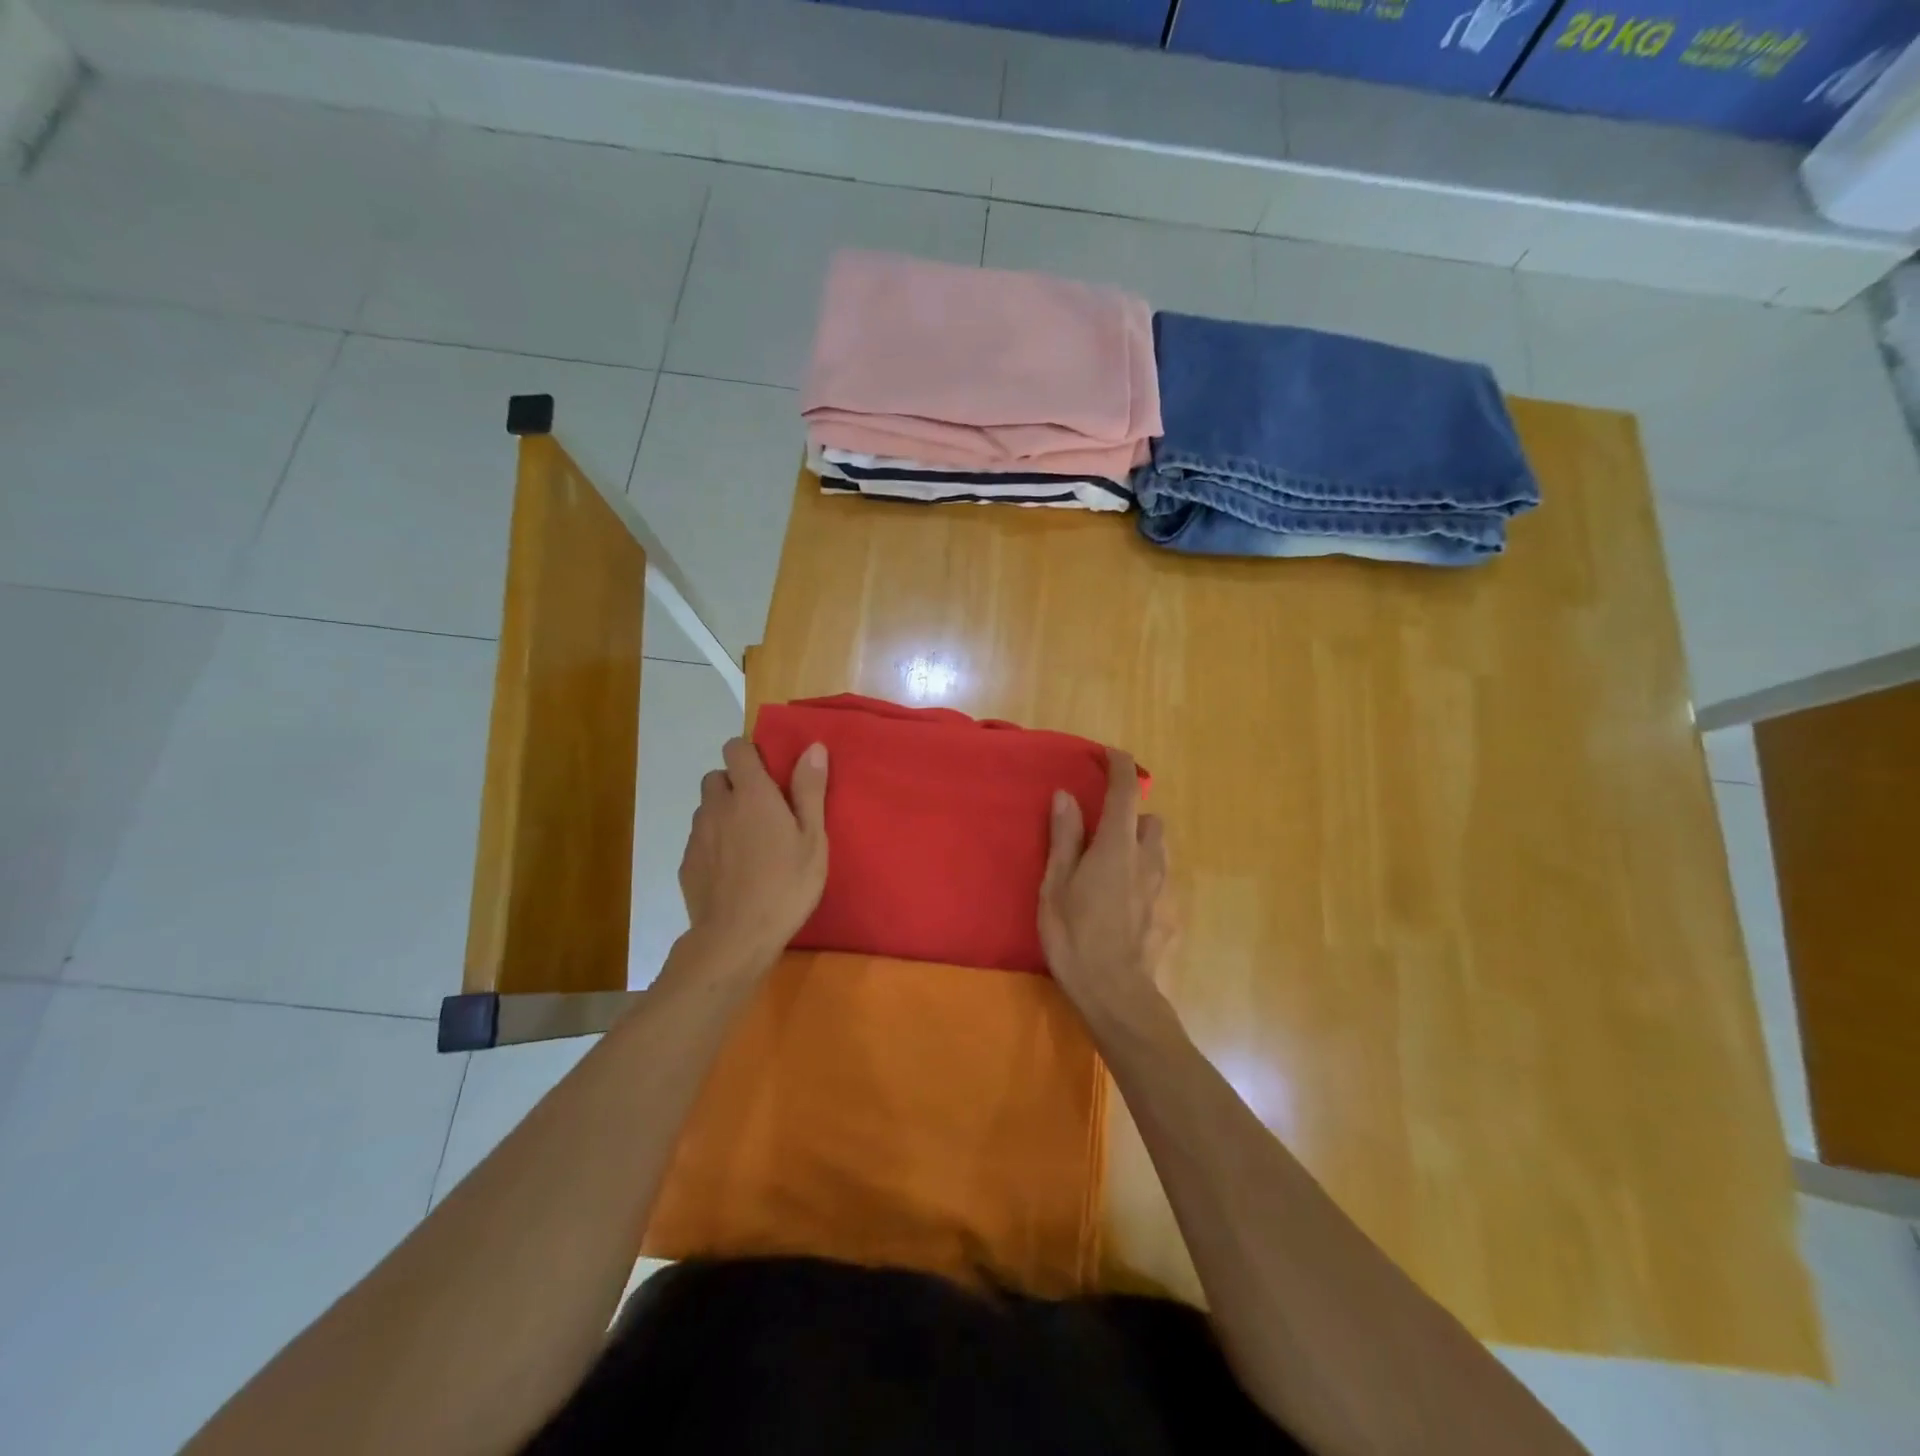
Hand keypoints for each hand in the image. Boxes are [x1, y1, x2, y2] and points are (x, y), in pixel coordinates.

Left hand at [677, 737, 828, 971]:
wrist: (735, 938)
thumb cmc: (785, 885)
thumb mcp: (812, 839)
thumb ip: (810, 790)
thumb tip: (813, 747)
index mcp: (751, 794)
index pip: (735, 748)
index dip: (750, 754)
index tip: (769, 774)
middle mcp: (718, 806)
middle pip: (716, 777)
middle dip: (735, 785)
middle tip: (762, 811)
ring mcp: (697, 835)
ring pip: (706, 809)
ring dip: (723, 814)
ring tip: (748, 843)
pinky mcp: (686, 863)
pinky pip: (700, 839)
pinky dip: (714, 844)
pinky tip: (733, 870)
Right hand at [1038, 749, 1170, 1025]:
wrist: (1117, 995)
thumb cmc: (1075, 936)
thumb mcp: (1056, 886)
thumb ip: (1065, 838)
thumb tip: (1065, 796)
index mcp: (1117, 847)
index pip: (1125, 793)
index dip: (1120, 768)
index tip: (1110, 755)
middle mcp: (1148, 860)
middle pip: (1149, 821)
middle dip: (1131, 818)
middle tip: (1102, 835)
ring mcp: (1163, 889)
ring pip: (1158, 851)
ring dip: (1140, 847)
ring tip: (1113, 870)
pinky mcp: (1170, 916)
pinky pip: (1159, 882)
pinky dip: (1144, 879)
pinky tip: (1124, 907)